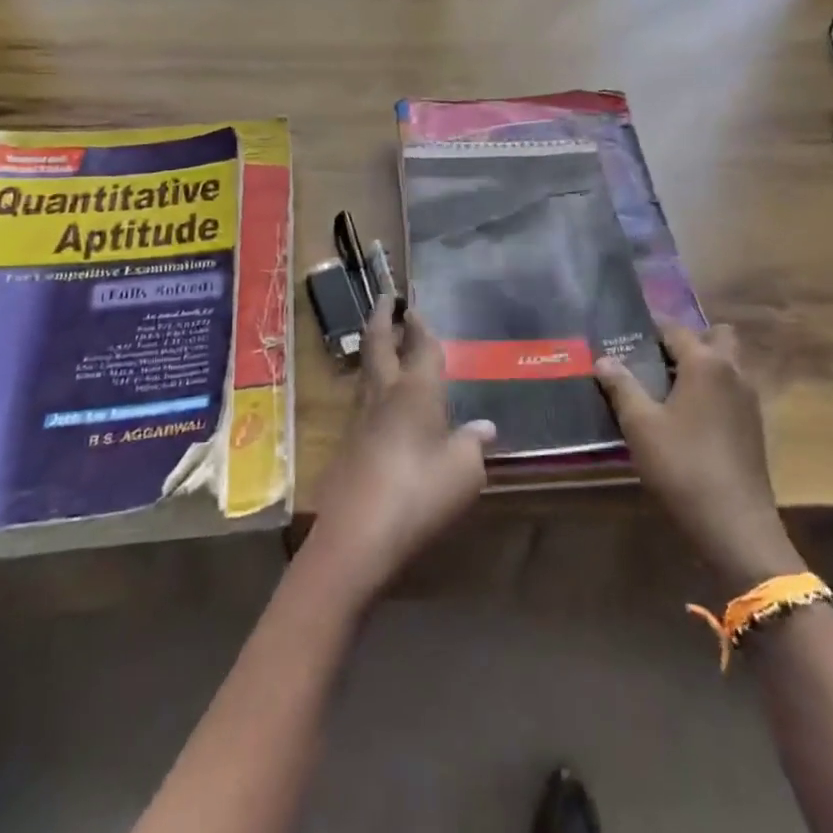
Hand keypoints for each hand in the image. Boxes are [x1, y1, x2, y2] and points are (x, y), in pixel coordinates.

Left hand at [302, 296, 495, 605]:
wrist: (358, 533)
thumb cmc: (420, 493)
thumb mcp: (463, 472)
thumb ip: (472, 444)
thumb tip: (484, 427)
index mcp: (416, 391)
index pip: (420, 346)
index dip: (420, 326)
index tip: (413, 307)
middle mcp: (385, 393)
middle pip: (379, 344)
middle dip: (382, 319)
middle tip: (385, 299)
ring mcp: (360, 417)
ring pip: (366, 369)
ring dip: (374, 347)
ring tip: (382, 340)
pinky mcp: (348, 441)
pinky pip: (362, 396)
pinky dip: (372, 381)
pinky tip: (380, 396)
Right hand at [595, 324, 801, 591]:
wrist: (734, 524)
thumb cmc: (682, 466)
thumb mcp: (640, 424)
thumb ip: (621, 386)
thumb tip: (603, 359)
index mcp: (706, 363)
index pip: (675, 328)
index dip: (649, 327)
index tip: (624, 332)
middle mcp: (733, 372)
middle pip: (715, 337)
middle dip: (687, 340)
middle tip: (654, 358)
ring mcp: (748, 400)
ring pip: (727, 363)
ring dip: (701, 364)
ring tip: (664, 385)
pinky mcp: (753, 425)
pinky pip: (731, 389)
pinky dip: (711, 388)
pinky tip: (685, 414)